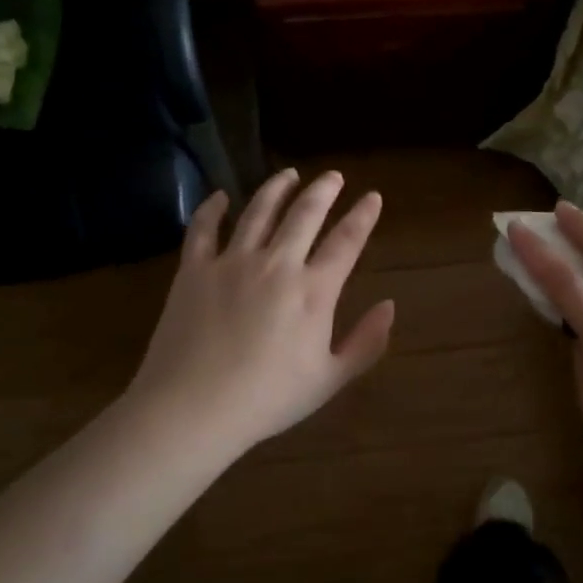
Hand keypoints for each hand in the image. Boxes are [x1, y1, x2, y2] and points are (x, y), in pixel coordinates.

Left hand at [125, 169, 395, 459]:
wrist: (193, 409)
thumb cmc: (268, 399)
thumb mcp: (330, 379)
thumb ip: (366, 342)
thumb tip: (390, 306)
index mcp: (314, 291)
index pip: (346, 241)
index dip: (363, 216)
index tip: (373, 197)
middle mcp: (277, 265)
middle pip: (305, 214)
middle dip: (324, 190)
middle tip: (334, 175)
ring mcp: (232, 262)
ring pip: (259, 211)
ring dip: (277, 188)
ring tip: (289, 174)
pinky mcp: (194, 270)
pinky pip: (204, 228)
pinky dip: (213, 208)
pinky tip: (221, 196)